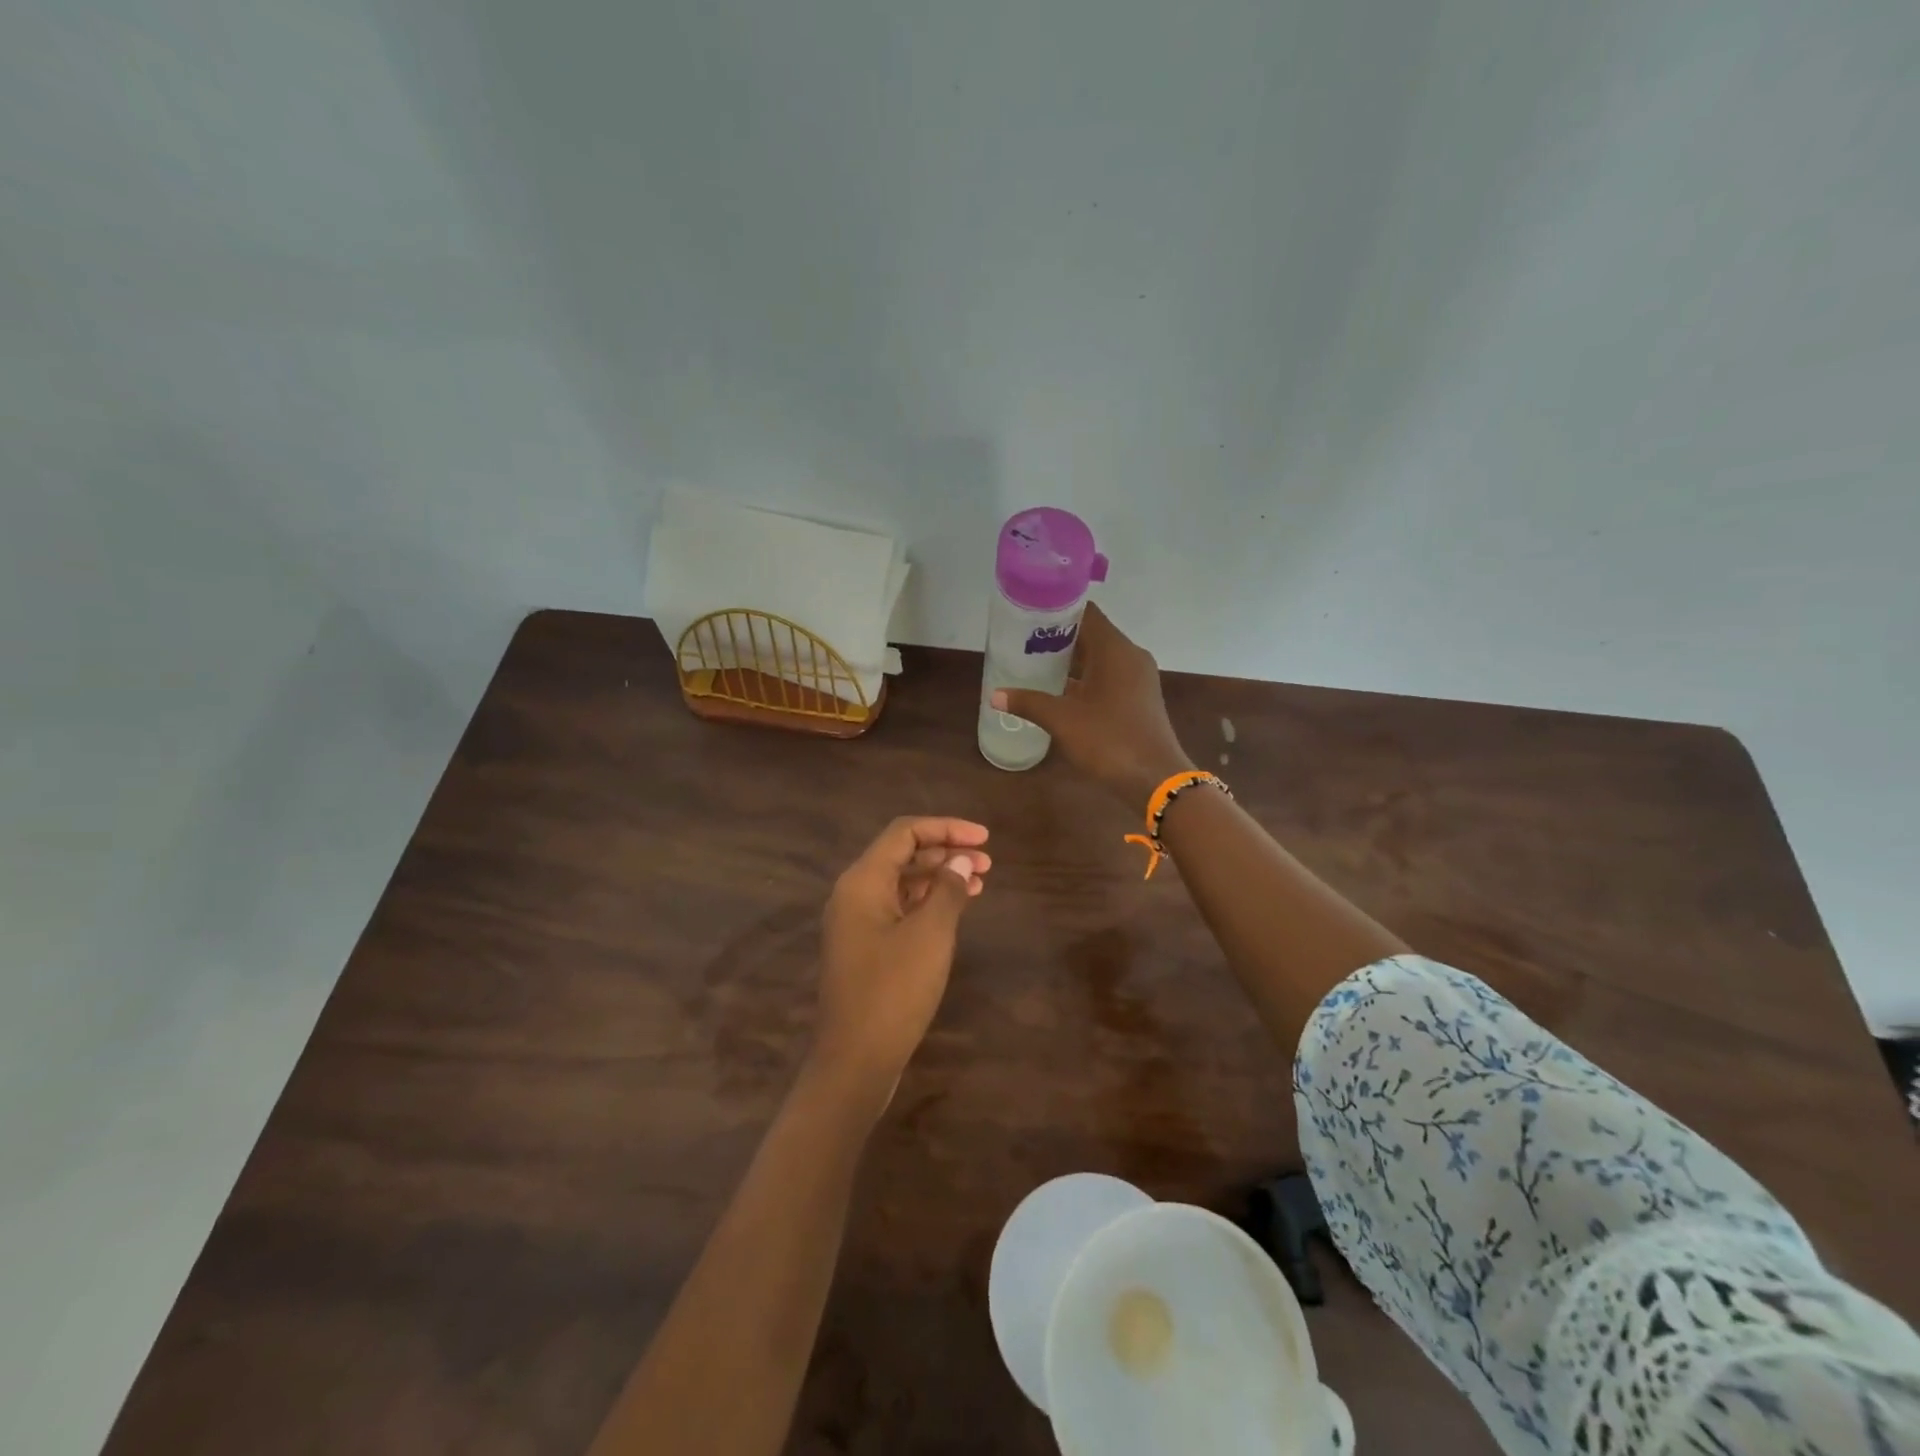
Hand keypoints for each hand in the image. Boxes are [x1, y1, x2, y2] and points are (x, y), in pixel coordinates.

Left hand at [811, 817, 990, 1103]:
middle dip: (946, 851)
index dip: (946, 828)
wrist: (854, 1061)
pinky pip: (898, 908)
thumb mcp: (930, 935)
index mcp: (862, 881)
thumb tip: (961, 859)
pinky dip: (927, 902)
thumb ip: (948, 889)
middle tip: (987, 862)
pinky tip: (955, 909)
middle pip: (902, 854)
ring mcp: (857, 921)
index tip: (984, 838)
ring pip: (902, 882)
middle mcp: (854, 893)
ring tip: (979, 882)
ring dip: (939, 877)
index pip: (905, 833)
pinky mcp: (865, 946)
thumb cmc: (893, 991)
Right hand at [992, 603, 1191, 804]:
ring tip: (1034, 664)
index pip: (1085, 612)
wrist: (1156, 780)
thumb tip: (995, 694)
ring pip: (1099, 657)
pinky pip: (1107, 676)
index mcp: (1115, 649)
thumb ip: (1029, 702)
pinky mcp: (1138, 698)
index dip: (1056, 610)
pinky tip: (1059, 691)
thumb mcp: (1063, 720)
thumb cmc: (1109, 740)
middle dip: (1058, 637)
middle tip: (1022, 642)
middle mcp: (1130, 656)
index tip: (1027, 616)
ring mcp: (1137, 678)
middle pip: (1091, 634)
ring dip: (1070, 660)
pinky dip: (1084, 678)